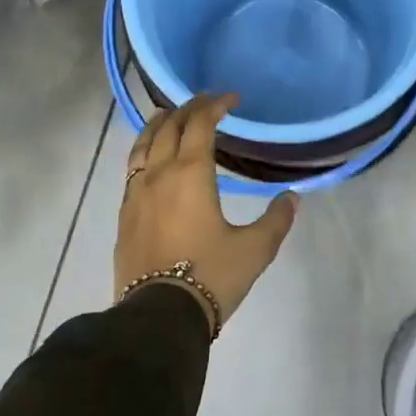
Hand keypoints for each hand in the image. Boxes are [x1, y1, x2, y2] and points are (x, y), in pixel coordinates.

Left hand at [116, 94, 298, 333]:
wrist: (159, 317)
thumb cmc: (211, 276)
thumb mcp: (255, 249)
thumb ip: (276, 219)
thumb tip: (291, 198)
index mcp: (191, 173)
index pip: (200, 124)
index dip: (216, 105)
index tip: (232, 99)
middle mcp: (159, 174)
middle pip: (169, 127)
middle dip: (188, 109)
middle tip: (206, 103)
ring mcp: (136, 194)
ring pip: (142, 144)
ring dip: (159, 125)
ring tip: (168, 117)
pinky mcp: (124, 215)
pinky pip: (131, 168)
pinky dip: (144, 151)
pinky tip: (150, 161)